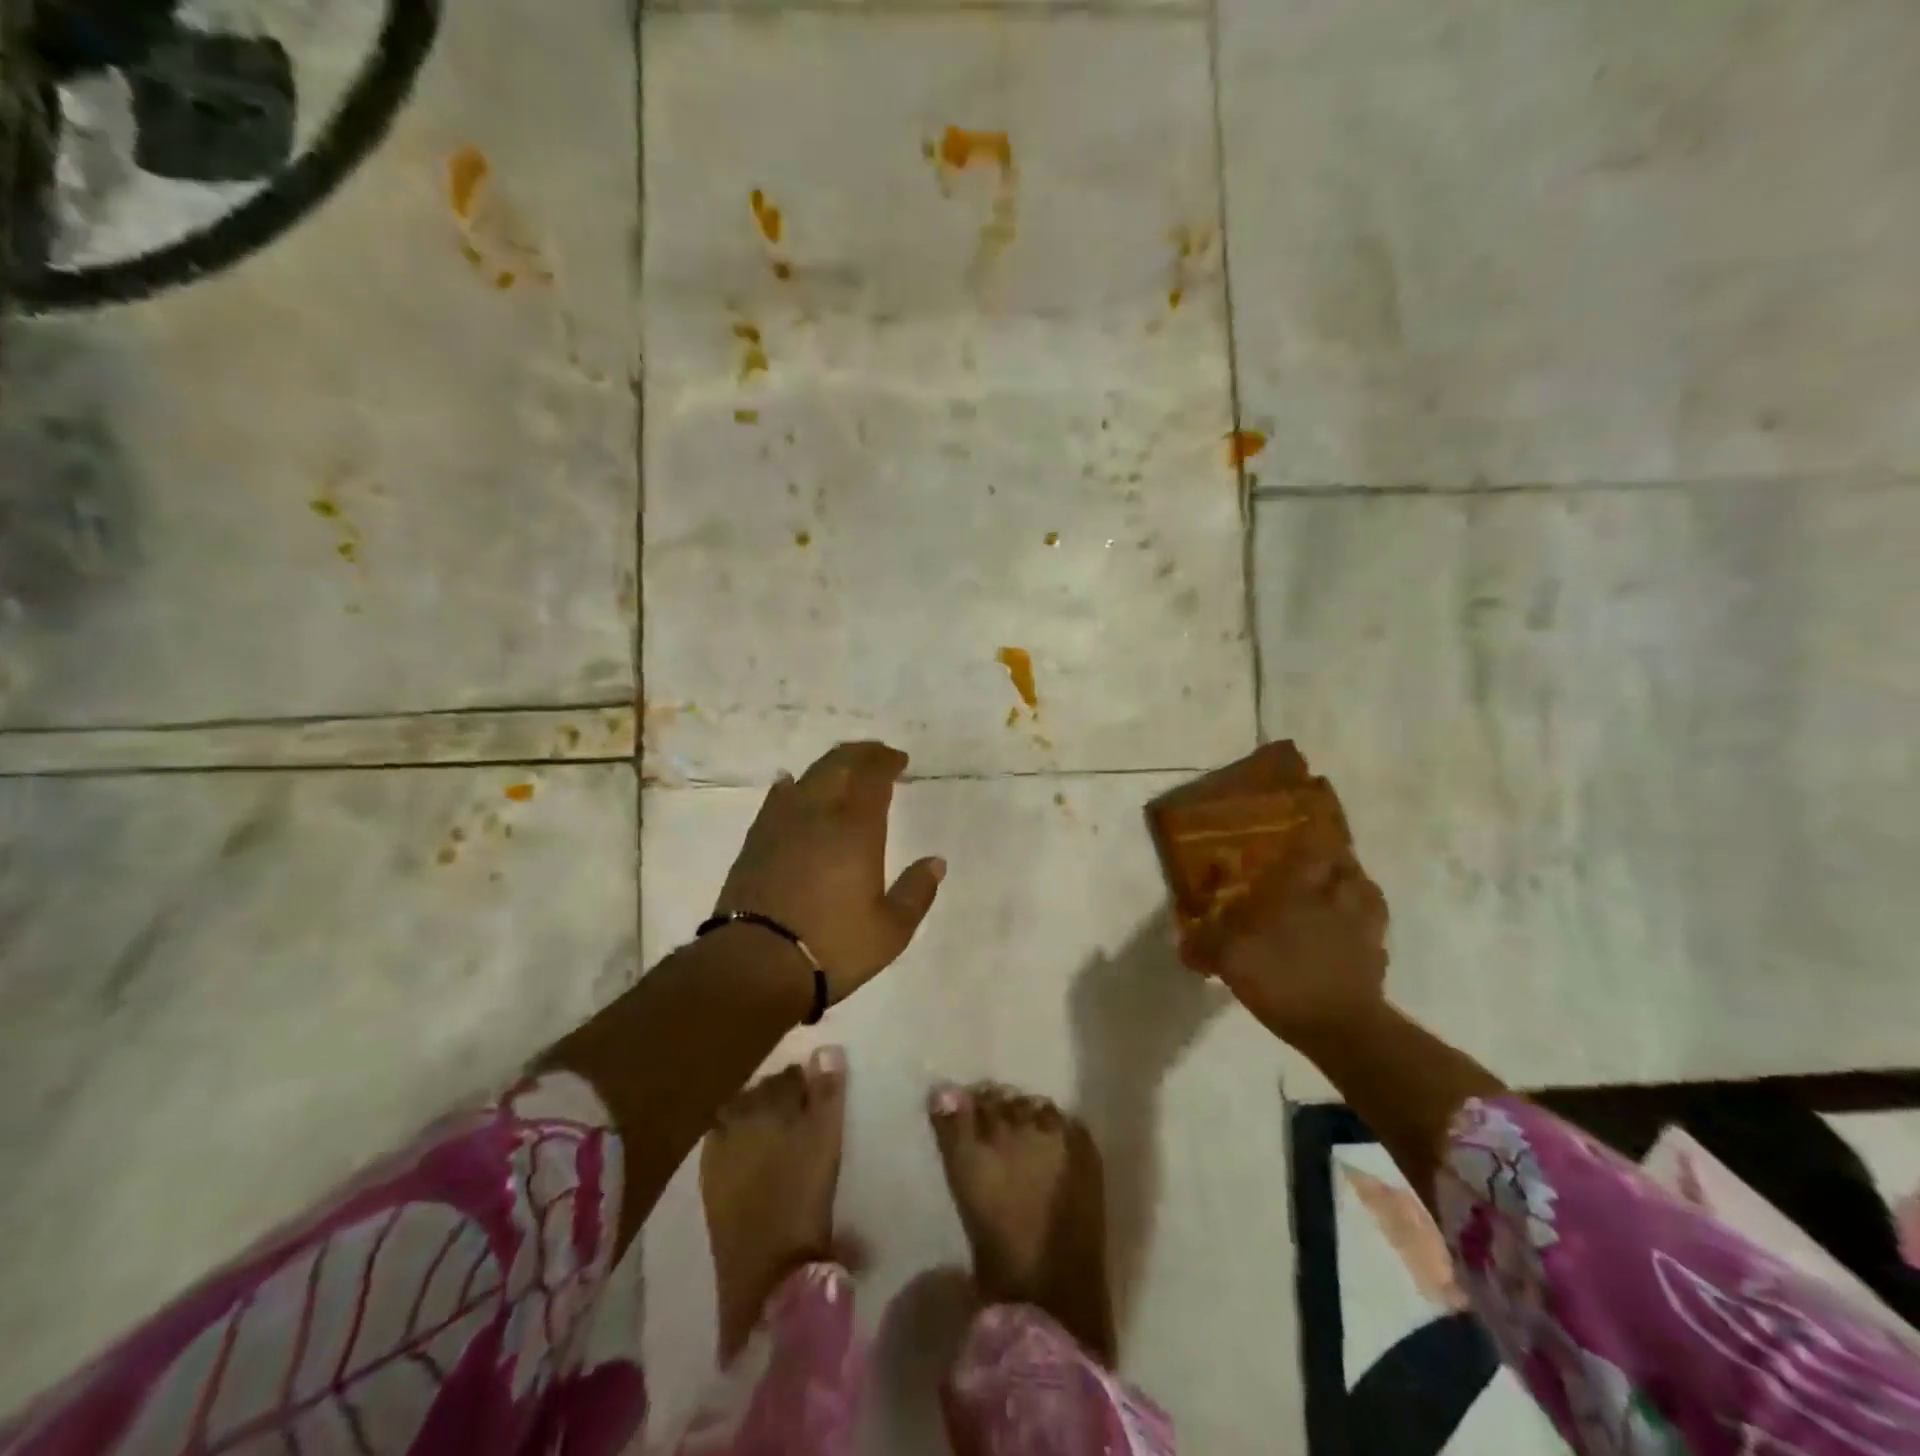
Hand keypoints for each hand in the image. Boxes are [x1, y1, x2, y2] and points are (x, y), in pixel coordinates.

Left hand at [714, 741, 945, 1004]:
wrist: (755, 964)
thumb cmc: (833, 947)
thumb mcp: (891, 930)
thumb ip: (916, 892)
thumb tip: (936, 862)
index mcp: (856, 828)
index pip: (872, 776)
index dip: (887, 762)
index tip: (900, 760)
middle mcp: (819, 814)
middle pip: (839, 765)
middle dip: (862, 754)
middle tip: (877, 755)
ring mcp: (782, 823)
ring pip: (808, 776)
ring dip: (830, 764)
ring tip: (844, 767)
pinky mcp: (756, 839)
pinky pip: (778, 798)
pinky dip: (792, 785)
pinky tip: (793, 785)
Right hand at [1184, 815, 1389, 1047]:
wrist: (1342, 1029)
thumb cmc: (1284, 978)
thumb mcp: (1230, 959)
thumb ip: (1206, 945)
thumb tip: (1185, 942)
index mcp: (1303, 889)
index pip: (1313, 849)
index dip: (1309, 839)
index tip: (1298, 835)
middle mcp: (1337, 900)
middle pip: (1347, 867)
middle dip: (1335, 861)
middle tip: (1316, 865)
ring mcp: (1363, 930)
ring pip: (1367, 895)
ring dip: (1355, 889)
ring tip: (1337, 895)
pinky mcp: (1377, 961)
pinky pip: (1373, 932)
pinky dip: (1362, 928)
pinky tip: (1347, 937)